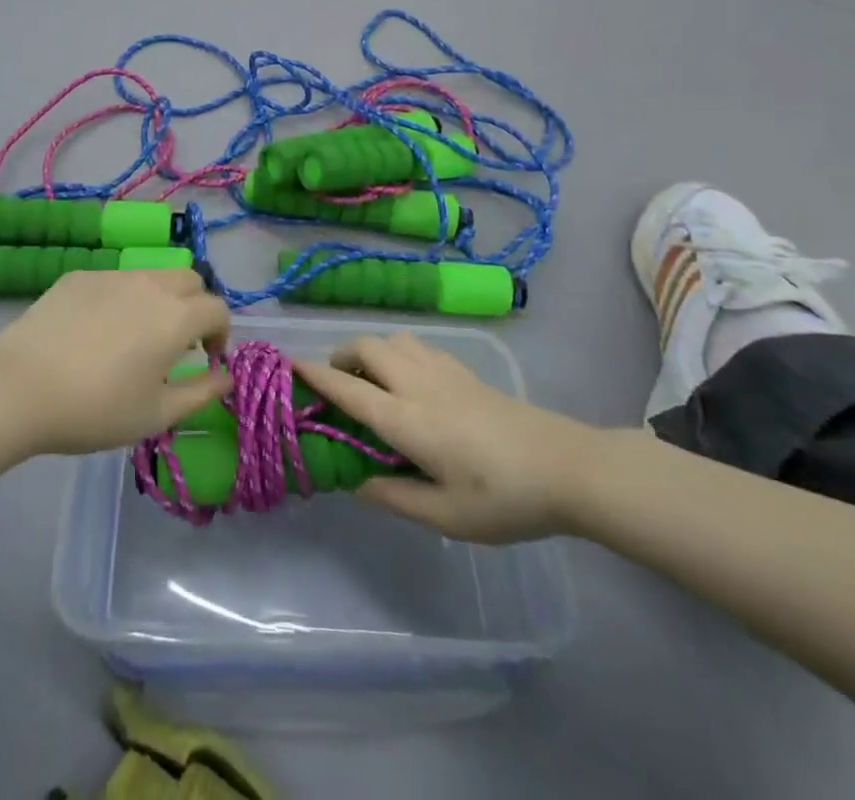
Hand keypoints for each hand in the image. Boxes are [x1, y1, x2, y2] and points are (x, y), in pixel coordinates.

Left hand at [0, 269, 232, 455]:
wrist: (21, 387)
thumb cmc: (96, 409)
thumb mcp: (156, 414)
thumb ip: (201, 393)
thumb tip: (226, 377)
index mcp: (176, 317)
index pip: (218, 308)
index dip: (220, 333)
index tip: (205, 358)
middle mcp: (151, 284)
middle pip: (189, 280)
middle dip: (195, 306)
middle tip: (176, 342)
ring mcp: (113, 275)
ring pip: (151, 276)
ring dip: (159, 299)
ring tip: (135, 336)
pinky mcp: (79, 276)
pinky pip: (114, 280)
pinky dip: (121, 299)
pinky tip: (94, 332)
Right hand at [294, 333, 604, 543]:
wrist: (566, 467)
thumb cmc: (504, 498)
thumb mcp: (445, 515)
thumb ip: (394, 496)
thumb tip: (354, 481)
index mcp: (406, 419)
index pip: (348, 389)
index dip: (315, 375)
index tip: (288, 365)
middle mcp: (417, 383)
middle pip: (366, 348)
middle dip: (341, 357)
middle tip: (336, 387)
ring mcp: (443, 371)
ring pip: (392, 339)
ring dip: (370, 352)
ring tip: (371, 383)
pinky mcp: (464, 370)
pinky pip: (416, 345)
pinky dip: (397, 353)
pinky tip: (409, 383)